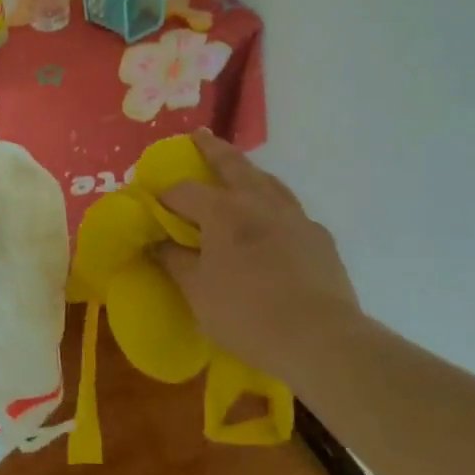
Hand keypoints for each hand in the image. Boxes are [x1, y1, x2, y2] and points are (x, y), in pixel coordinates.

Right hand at [154, 131, 362, 391]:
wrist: (321, 340)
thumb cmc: (248, 314)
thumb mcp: (198, 293)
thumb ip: (174, 261)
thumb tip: (155, 242)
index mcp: (223, 211)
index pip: (184, 191)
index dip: (164, 195)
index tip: (152, 203)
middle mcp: (258, 201)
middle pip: (232, 164)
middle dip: (212, 148)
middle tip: (200, 134)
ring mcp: (294, 216)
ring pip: (268, 181)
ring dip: (249, 171)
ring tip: (240, 168)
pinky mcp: (319, 238)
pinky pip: (291, 210)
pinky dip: (275, 205)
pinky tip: (275, 221)